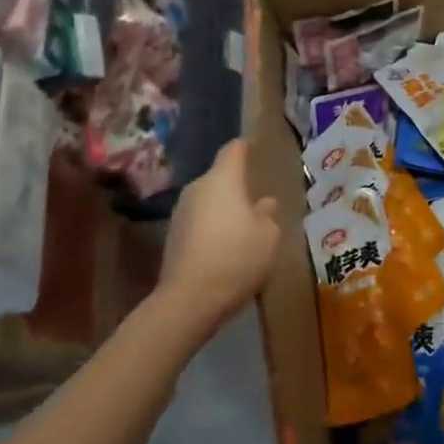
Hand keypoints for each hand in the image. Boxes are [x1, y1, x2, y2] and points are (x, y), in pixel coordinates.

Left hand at [158, 139, 280, 324]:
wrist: (190, 299)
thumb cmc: (238, 258)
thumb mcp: (269, 237)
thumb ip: (268, 216)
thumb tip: (264, 204)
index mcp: (223, 180)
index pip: (234, 151)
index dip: (246, 146)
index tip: (256, 145)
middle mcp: (197, 189)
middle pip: (220, 178)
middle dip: (238, 185)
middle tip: (258, 197)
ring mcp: (181, 213)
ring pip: (209, 201)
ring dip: (226, 209)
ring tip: (246, 225)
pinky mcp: (174, 237)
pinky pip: (200, 222)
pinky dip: (214, 228)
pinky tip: (228, 246)